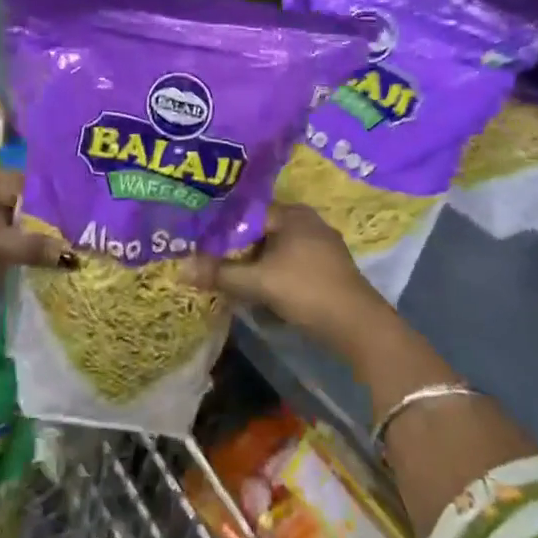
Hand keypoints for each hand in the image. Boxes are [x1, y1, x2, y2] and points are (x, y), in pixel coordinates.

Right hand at [181, 203, 386, 348]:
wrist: (358, 325)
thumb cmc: (306, 290)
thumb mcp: (258, 283)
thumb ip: (220, 273)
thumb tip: (180, 268)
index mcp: (292, 213)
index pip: (248, 212)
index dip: (223, 227)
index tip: (201, 242)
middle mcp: (308, 221)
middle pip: (262, 231)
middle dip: (239, 248)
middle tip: (212, 261)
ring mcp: (322, 245)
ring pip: (277, 249)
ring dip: (257, 264)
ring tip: (232, 279)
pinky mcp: (329, 268)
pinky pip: (292, 263)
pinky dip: (275, 274)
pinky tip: (262, 292)